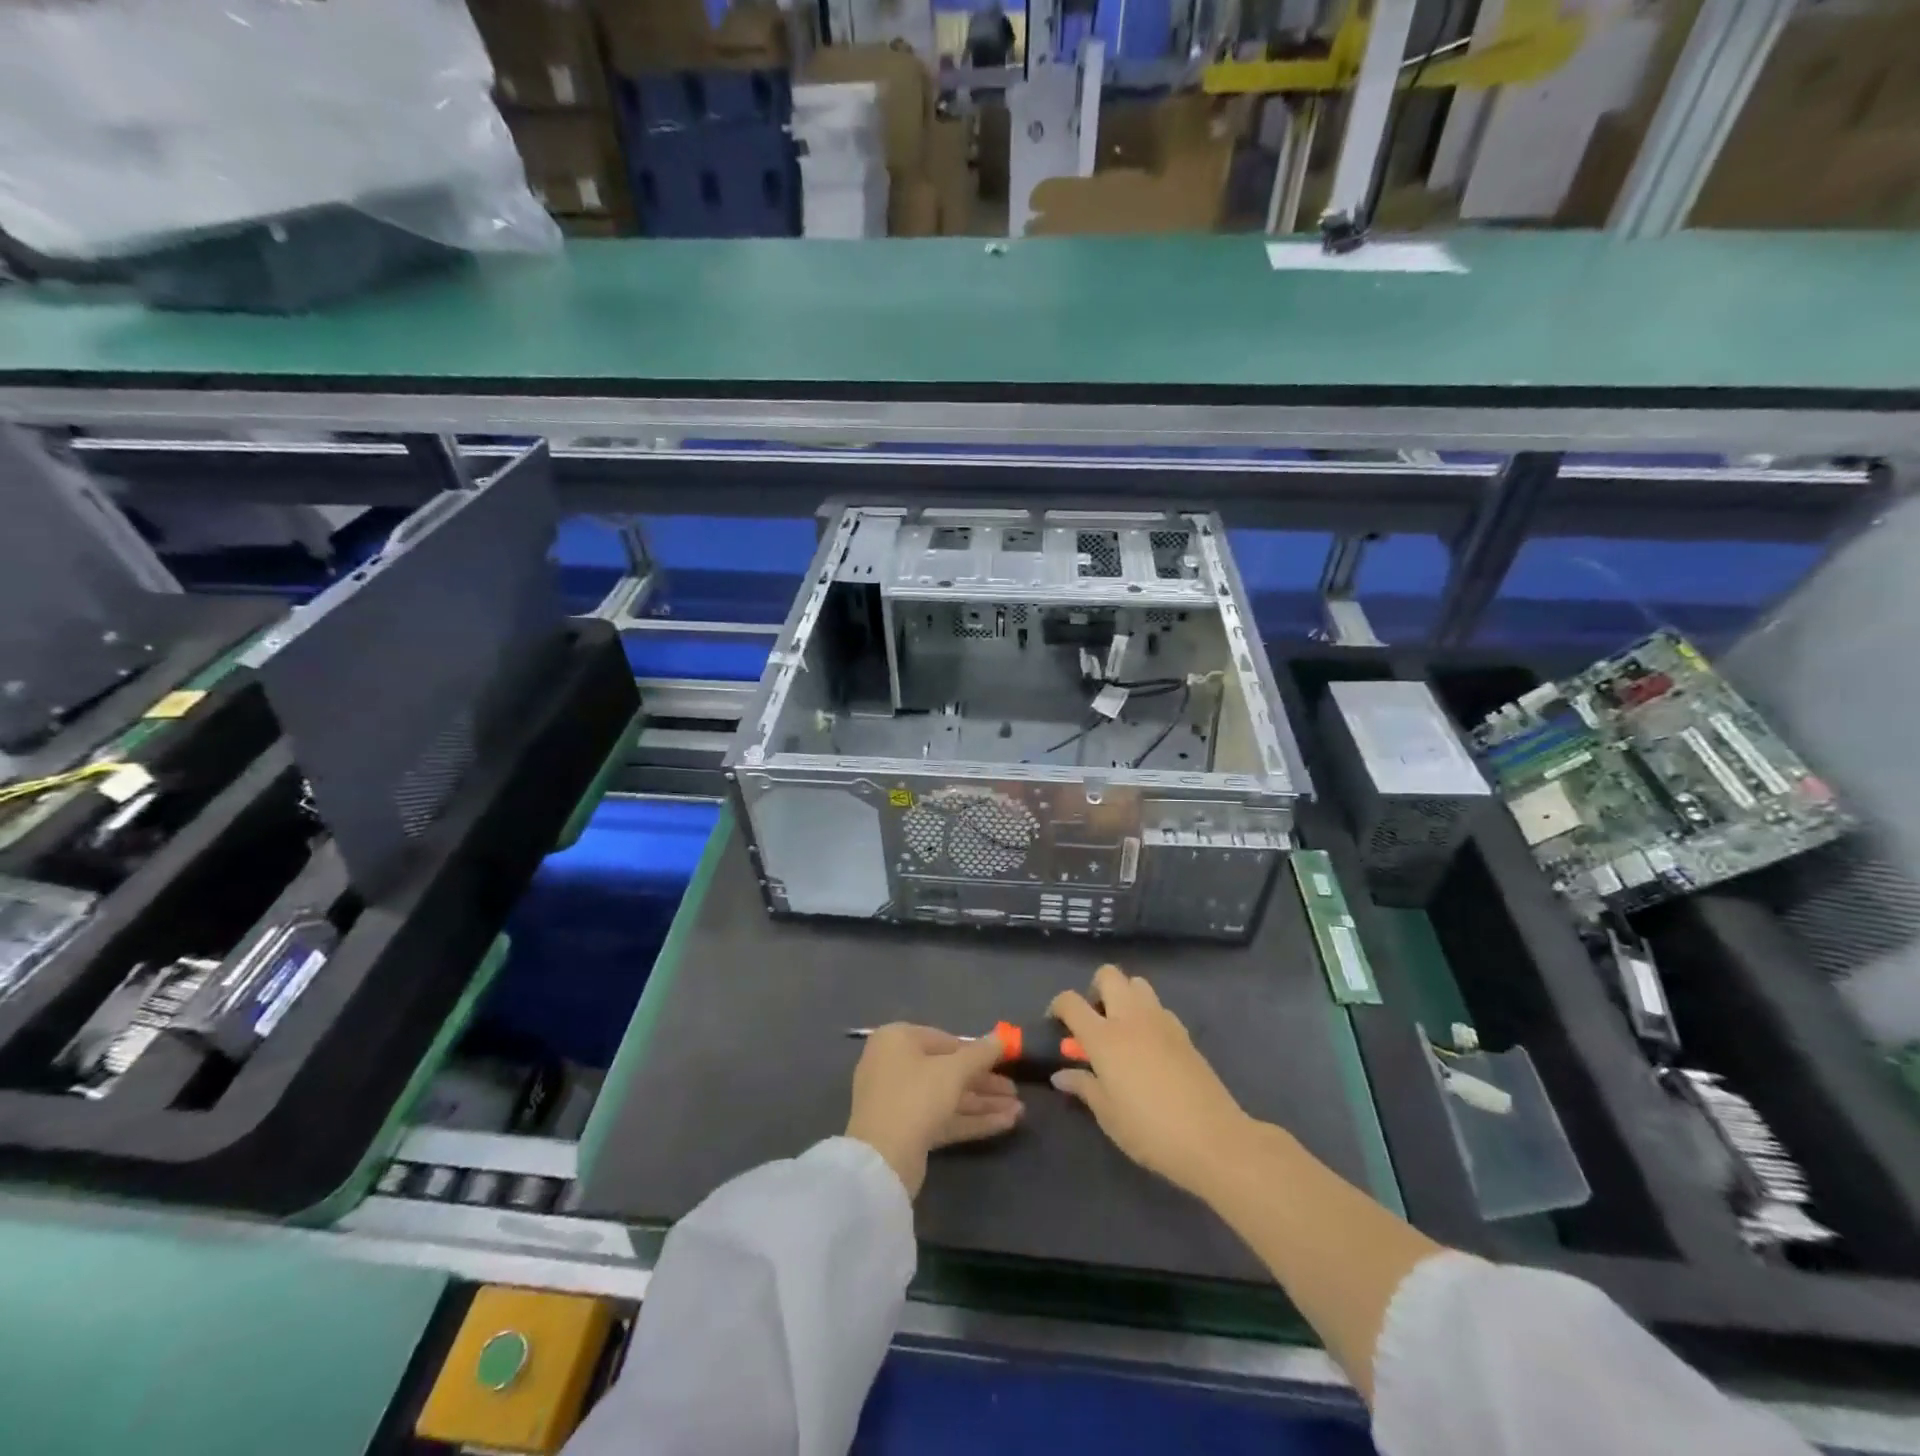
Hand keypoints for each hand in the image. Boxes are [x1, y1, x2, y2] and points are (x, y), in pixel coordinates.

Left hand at [846, 1024, 1023, 1196]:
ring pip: (948, 1097)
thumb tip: (1001, 1038)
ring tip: (1019, 1111)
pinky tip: (1005, 1124)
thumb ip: (981, 1053)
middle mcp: (894, 1064)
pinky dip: (971, 1120)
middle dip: (985, 1082)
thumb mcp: (954, 1070)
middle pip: (948, 1071)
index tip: (1005, 1061)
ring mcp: (898, 1099)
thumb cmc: (916, 1096)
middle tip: (1015, 1092)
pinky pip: (942, 1118)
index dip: (977, 1052)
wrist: (881, 1160)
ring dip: (983, 1103)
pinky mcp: (906, 1130)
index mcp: (898, 1039)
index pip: (945, 1041)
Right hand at [1050, 964, 1255, 1198]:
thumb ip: (1084, 1087)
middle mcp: (1131, 1018)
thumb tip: (1061, 1074)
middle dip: (1095, 989)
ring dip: (1124, 996)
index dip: (1058, 1006)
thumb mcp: (1108, 1115)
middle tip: (1094, 1020)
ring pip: (1137, 983)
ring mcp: (1161, 1020)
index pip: (1071, 1002)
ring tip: (1122, 1029)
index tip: (1057, 1023)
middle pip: (1108, 975)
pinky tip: (1149, 1046)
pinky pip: (1158, 1007)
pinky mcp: (1184, 1031)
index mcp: (1105, 1037)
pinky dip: (1147, 1014)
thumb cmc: (1150, 1131)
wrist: (1213, 1139)